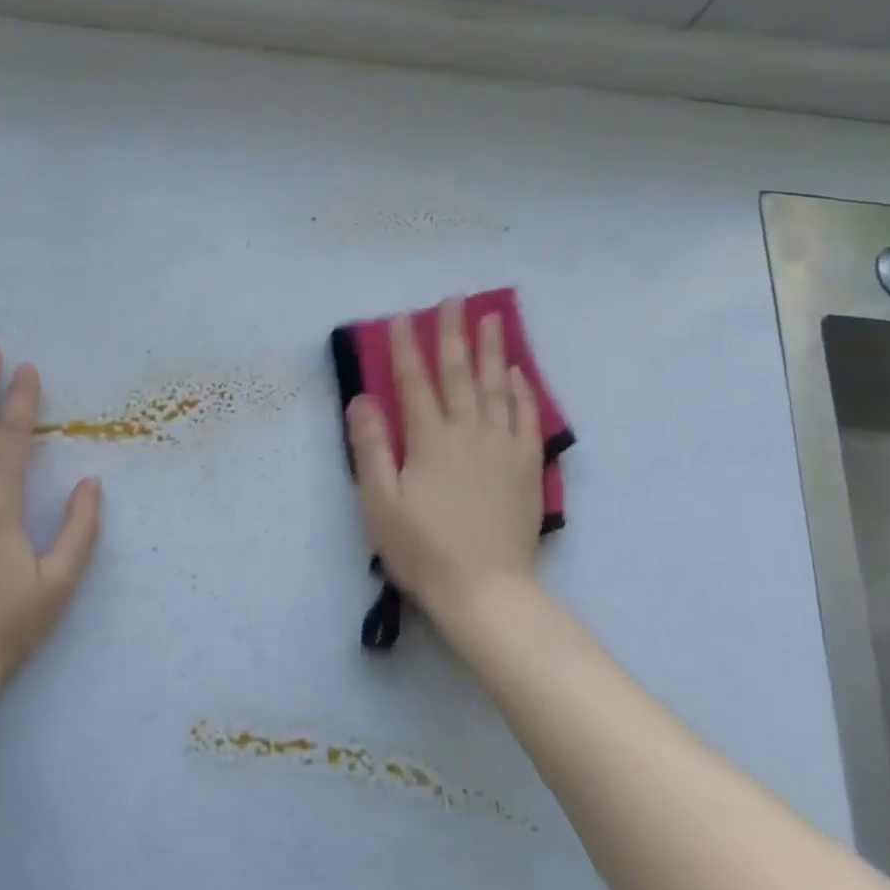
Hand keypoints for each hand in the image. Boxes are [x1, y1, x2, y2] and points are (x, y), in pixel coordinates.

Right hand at [346, 298, 544, 632]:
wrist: (486, 590)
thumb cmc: (423, 548)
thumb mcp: (380, 502)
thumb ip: (371, 446)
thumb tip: (363, 398)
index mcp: (429, 440)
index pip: (414, 382)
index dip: (405, 348)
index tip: (401, 317)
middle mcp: (468, 432)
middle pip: (459, 373)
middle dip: (453, 334)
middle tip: (453, 299)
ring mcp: (502, 447)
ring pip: (496, 387)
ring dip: (492, 350)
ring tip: (492, 318)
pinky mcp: (526, 467)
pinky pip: (526, 417)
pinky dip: (521, 391)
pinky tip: (518, 373)